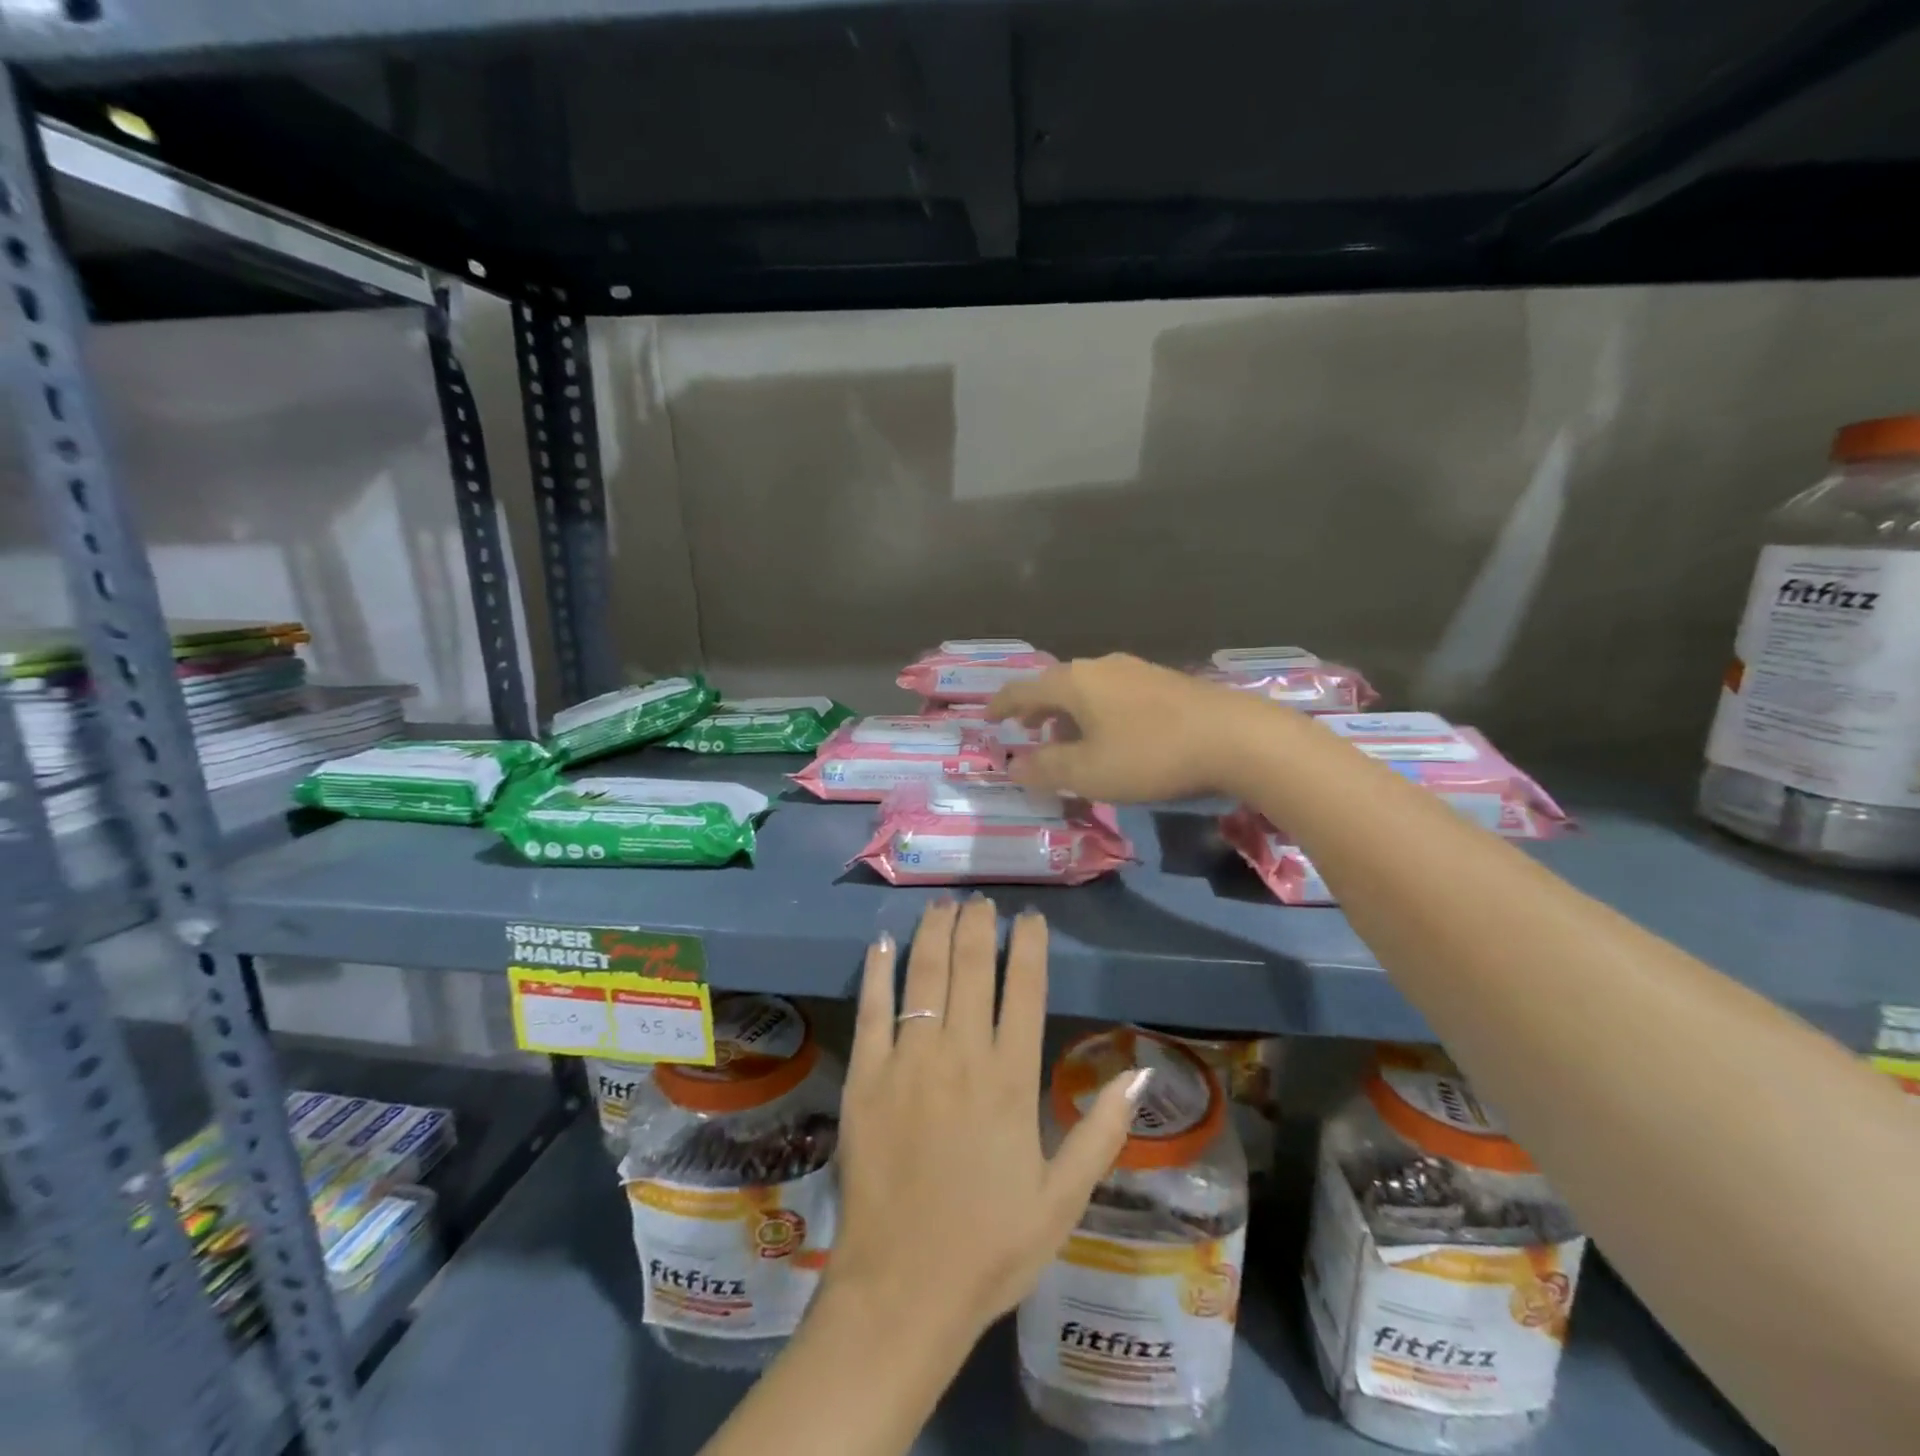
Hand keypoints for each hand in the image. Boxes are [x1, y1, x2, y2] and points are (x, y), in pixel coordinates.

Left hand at [828, 898, 1147, 1340]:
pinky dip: (879, 970)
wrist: (902, 1291)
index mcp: (1011, 1080)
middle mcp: (961, 1055)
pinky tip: (884, 941)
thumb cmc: (989, 1246)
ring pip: (924, 976)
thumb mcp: (1062, 1200)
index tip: (1030, 918)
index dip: (1029, 946)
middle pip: (971, 968)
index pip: (1024, 990)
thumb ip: (1100, 1132)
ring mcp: (908, 1061)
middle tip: (981, 900)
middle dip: (977, 926)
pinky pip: (873, 1009)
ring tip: (943, 905)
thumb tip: (1140, 1073)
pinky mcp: (866, 1076)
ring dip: (934, 933)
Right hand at [989, 652, 1272, 801]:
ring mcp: (1136, 671)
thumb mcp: (1088, 772)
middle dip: (1037, 710)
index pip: (1023, 689)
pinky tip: (1112, 736)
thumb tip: (1013, 764)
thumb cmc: (1149, 755)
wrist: (1235, 738)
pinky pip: (1114, 694)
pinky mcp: (1165, 683)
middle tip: (1026, 732)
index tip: (988, 716)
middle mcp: (1101, 667)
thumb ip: (1045, 768)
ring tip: (1068, 740)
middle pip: (1056, 685)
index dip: (1002, 704)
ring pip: (1087, 689)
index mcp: (1074, 682)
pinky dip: (1097, 713)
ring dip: (1069, 713)